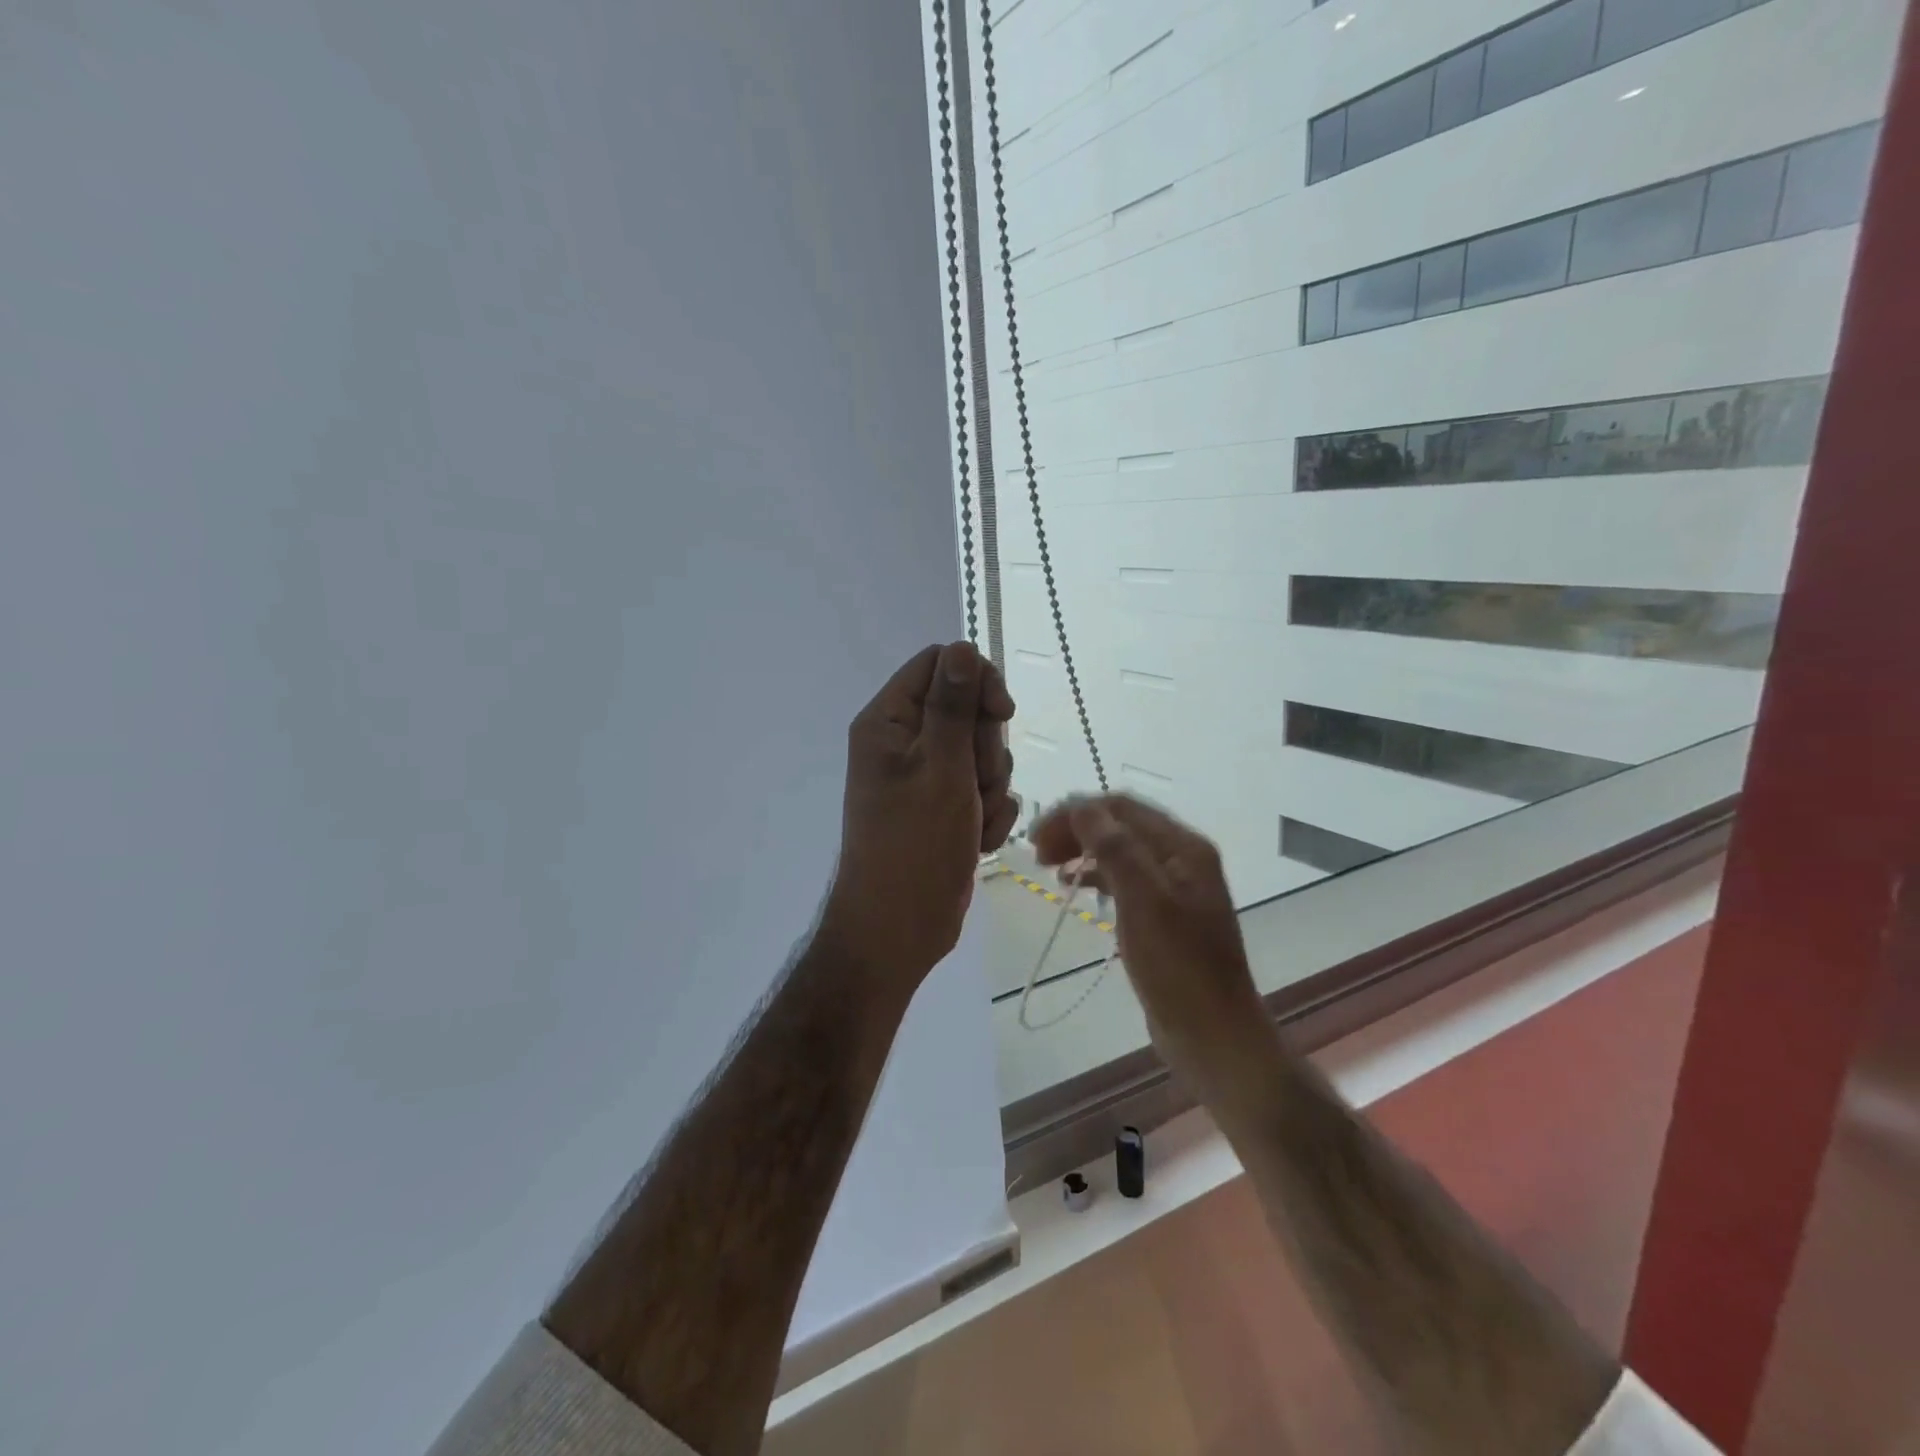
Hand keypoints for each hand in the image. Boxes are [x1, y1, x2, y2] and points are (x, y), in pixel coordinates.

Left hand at [821, 642, 1017, 997]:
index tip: (1001, 713)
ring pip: (982, 752)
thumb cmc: (915, 846)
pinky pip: (983, 790)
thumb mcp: (942, 768)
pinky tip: (977, 841)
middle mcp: (904, 742)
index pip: (940, 665)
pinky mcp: (944, 808)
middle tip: (975, 783)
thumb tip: (962, 646)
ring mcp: (925, 778)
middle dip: (986, 747)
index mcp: (889, 722)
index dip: (977, 682)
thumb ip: (954, 705)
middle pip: (967, 709)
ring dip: (991, 786)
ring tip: (973, 820)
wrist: (900, 929)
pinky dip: (988, 814)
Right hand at [1030, 795, 1270, 1092]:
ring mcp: (1174, 887)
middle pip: (1120, 826)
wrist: (1214, 1035)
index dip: (1075, 813)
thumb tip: (1081, 806)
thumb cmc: (1178, 967)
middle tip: (1037, 852)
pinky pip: (1124, 880)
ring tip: (1047, 866)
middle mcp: (1181, 859)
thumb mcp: (1143, 901)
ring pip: (1119, 852)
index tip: (1036, 836)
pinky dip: (1095, 877)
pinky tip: (1073, 888)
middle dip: (1076, 830)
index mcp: (1183, 847)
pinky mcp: (1164, 915)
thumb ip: (1113, 848)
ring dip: (1083, 851)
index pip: (1121, 808)